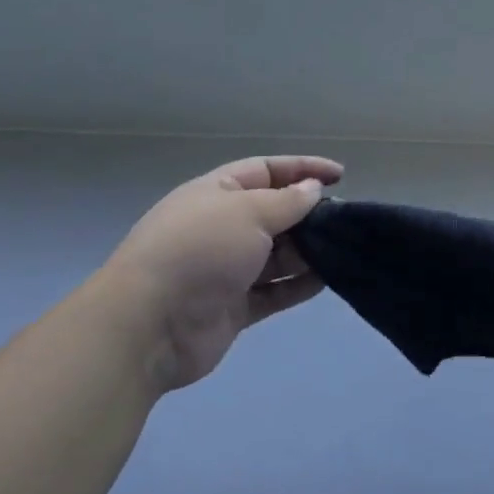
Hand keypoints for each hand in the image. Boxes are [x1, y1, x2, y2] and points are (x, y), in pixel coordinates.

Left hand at [103, 154, 343, 389]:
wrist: (149, 325)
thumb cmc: (200, 251)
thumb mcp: (248, 212)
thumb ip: (287, 201)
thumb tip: (312, 189)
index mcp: (216, 193)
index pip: (266, 170)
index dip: (303, 168)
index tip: (340, 175)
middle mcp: (221, 227)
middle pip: (275, 213)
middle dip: (309, 214)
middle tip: (345, 219)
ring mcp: (226, 270)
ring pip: (278, 254)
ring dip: (309, 251)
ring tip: (343, 248)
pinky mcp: (234, 307)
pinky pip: (275, 290)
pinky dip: (299, 284)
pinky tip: (328, 279)